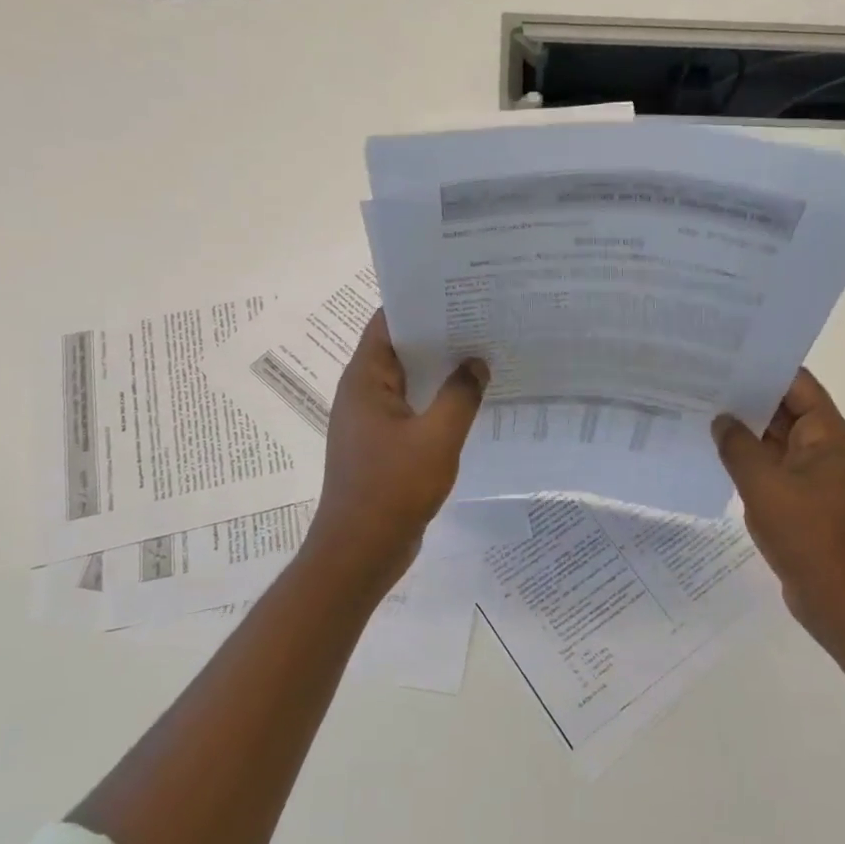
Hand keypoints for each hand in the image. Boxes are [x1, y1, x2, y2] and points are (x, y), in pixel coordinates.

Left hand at [307, 311, 487, 586]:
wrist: (360, 552)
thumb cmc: (393, 489)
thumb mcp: (437, 438)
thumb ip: (460, 395)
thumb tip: (476, 362)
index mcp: (365, 380)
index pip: (388, 322)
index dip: (420, 302)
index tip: (459, 291)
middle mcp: (363, 393)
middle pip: (400, 349)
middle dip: (439, 334)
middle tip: (484, 318)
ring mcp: (372, 421)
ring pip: (409, 381)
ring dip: (440, 370)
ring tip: (484, 353)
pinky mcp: (383, 446)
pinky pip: (413, 410)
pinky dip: (437, 401)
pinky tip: (471, 401)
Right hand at [714, 368, 844, 649]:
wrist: (843, 602)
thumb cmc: (808, 536)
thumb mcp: (764, 486)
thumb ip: (737, 447)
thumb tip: (721, 420)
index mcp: (828, 435)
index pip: (797, 384)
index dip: (763, 368)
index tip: (725, 358)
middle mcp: (826, 450)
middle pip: (786, 410)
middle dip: (747, 398)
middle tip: (702, 384)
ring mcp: (816, 478)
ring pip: (777, 443)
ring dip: (746, 432)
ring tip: (702, 415)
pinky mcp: (806, 503)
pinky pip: (775, 470)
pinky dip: (751, 462)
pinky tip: (717, 459)